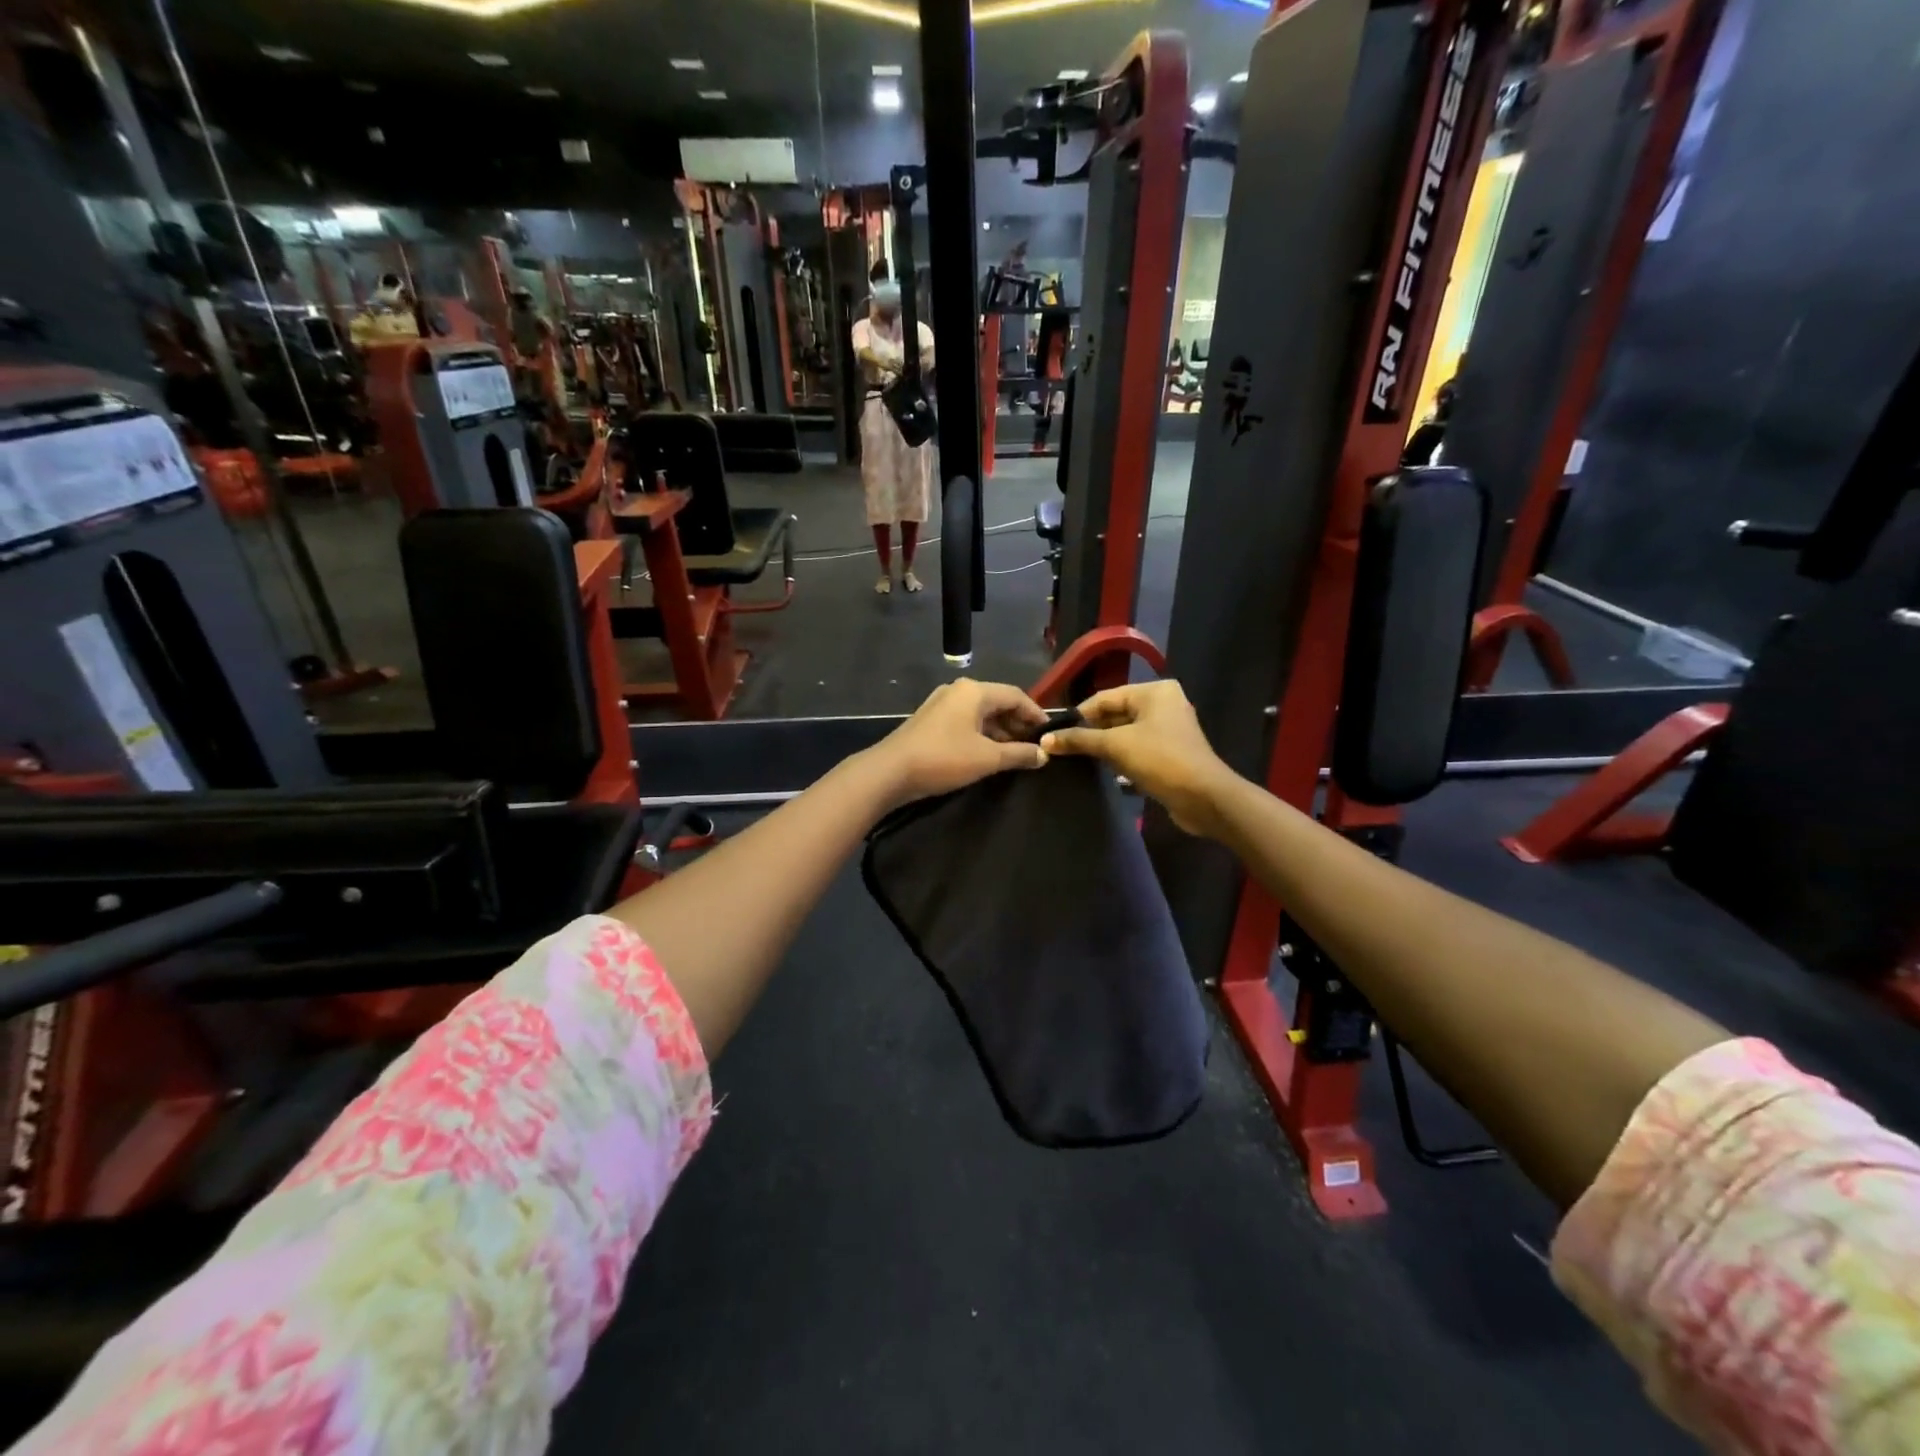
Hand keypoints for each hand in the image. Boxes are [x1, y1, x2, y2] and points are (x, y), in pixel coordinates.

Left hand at [868, 679, 1048, 807]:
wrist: (891, 771)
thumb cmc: (944, 759)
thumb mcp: (987, 758)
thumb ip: (1019, 754)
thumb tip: (1044, 754)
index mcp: (974, 691)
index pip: (1016, 695)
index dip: (1035, 714)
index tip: (1049, 732)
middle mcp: (958, 690)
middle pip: (997, 702)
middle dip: (1018, 723)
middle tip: (1034, 745)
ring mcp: (941, 704)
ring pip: (980, 713)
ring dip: (1000, 731)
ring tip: (1015, 753)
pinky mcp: (931, 719)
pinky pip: (965, 721)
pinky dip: (981, 734)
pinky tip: (988, 753)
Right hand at [1041, 681, 1236, 835]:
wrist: (1204, 798)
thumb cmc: (1161, 760)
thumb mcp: (1115, 746)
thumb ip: (1079, 740)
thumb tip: (1045, 740)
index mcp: (1154, 691)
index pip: (1104, 697)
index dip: (1078, 715)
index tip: (1054, 733)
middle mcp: (1163, 704)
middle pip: (1114, 714)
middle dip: (1090, 731)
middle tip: (1062, 748)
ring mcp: (1168, 729)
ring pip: (1124, 733)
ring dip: (1103, 746)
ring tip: (1075, 758)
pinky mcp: (1169, 752)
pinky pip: (1136, 748)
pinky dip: (1119, 756)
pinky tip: (1101, 769)